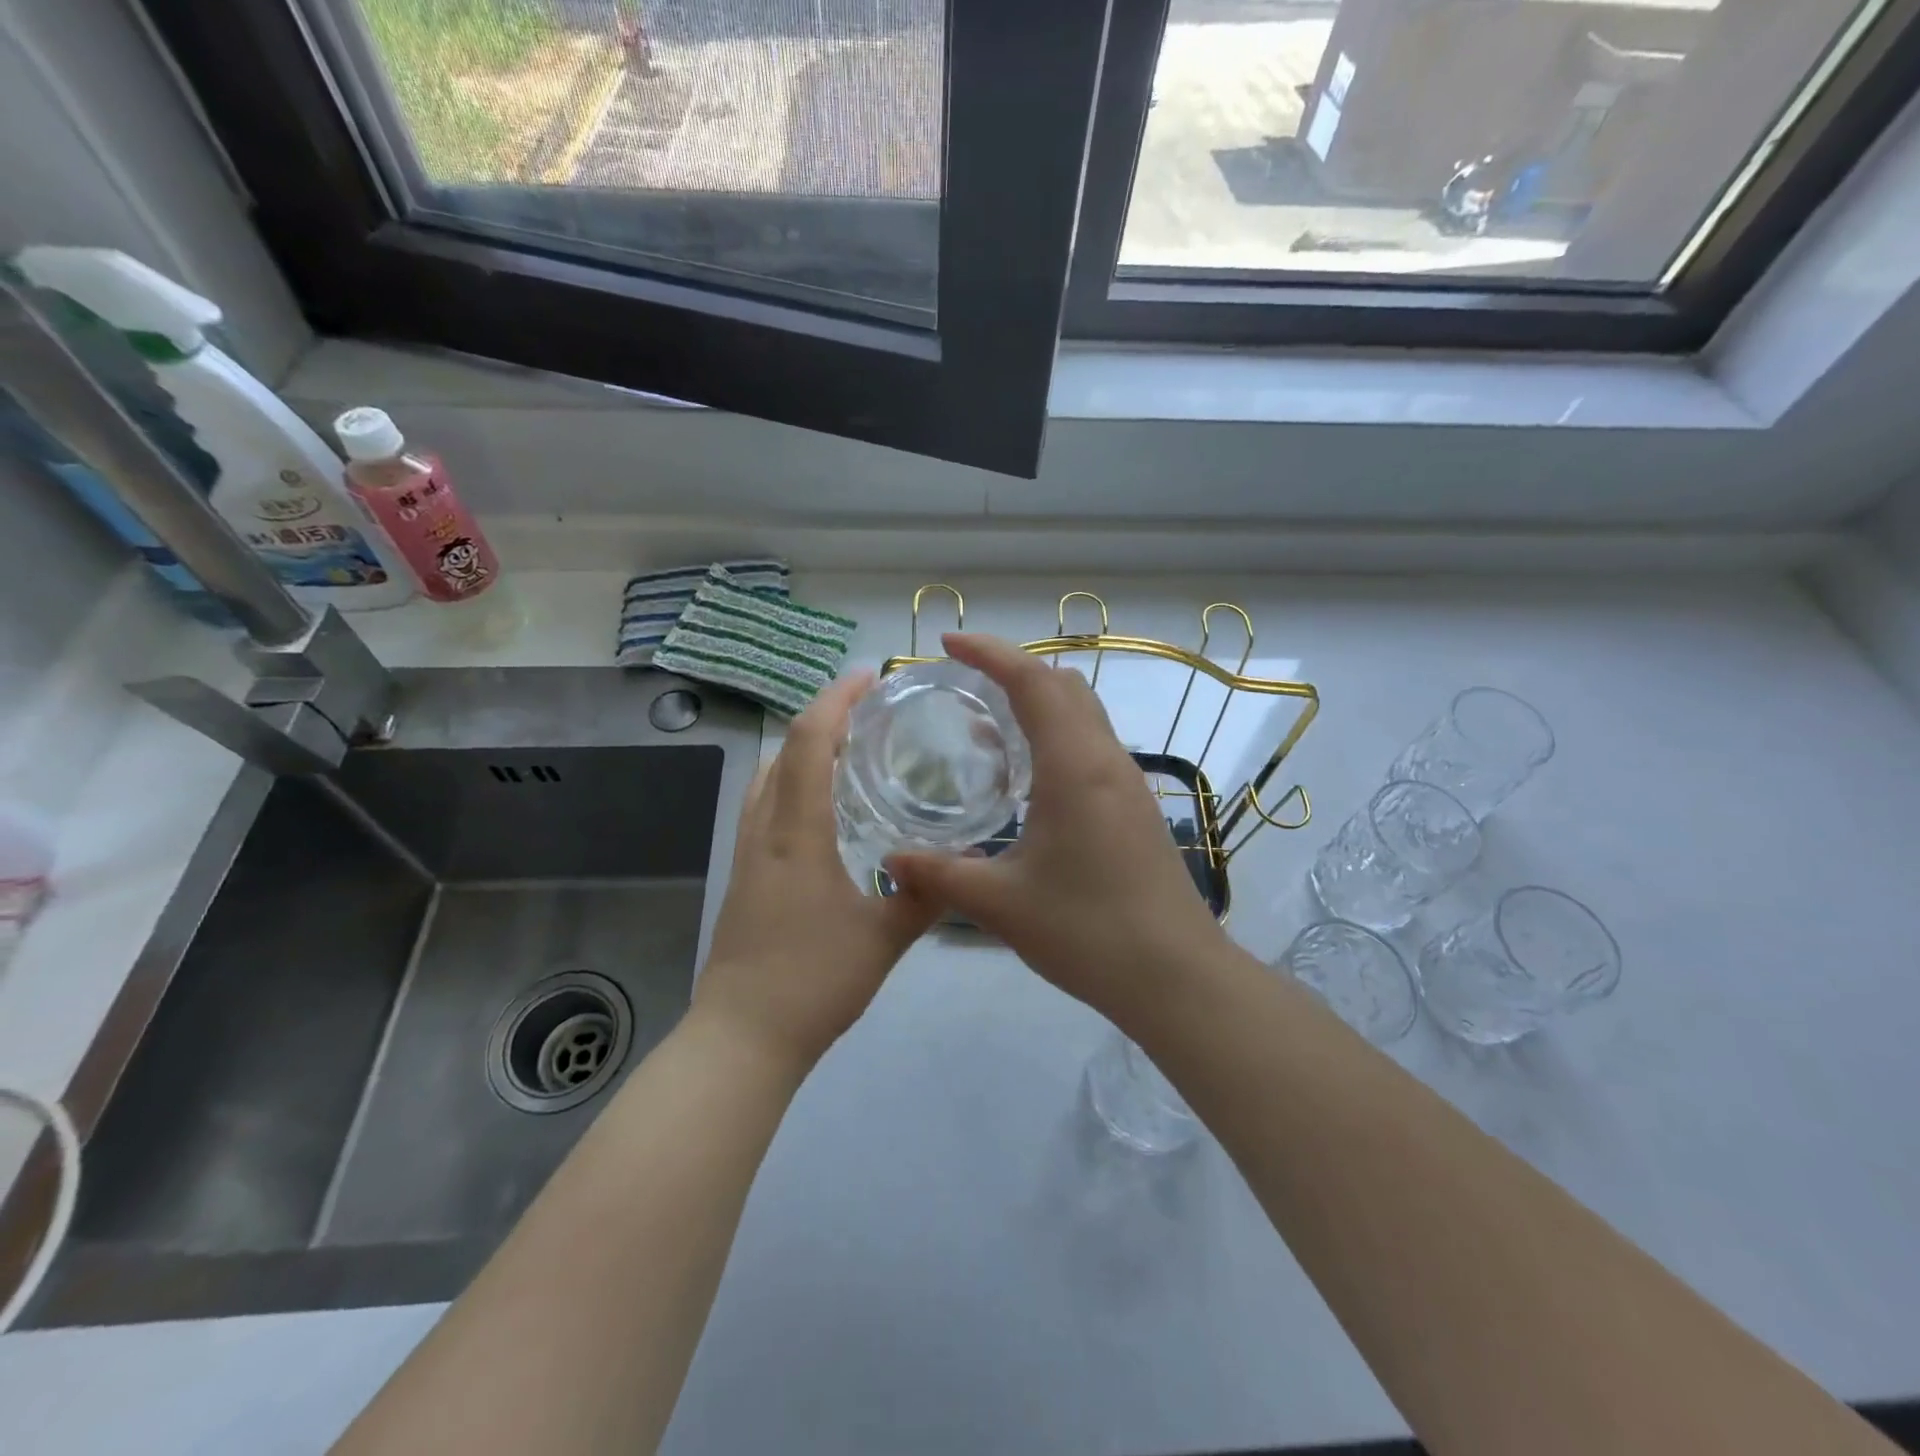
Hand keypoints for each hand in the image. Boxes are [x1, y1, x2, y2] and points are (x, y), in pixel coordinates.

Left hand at [694, 670, 940, 1072]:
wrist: (742, 1036)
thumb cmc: (813, 982)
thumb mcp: (884, 939)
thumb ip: (924, 897)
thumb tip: (962, 865)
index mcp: (797, 833)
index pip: (808, 743)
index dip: (835, 701)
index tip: (867, 678)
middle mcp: (764, 830)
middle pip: (782, 750)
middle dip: (821, 717)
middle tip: (867, 713)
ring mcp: (747, 853)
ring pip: (767, 777)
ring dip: (801, 749)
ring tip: (847, 750)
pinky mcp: (743, 875)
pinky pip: (764, 806)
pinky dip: (790, 782)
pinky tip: (823, 809)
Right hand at [889, 634, 1227, 1022]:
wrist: (1175, 976)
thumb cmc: (1087, 931)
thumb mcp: (1000, 904)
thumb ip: (940, 875)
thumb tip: (891, 860)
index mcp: (1074, 765)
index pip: (1032, 681)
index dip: (989, 652)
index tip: (947, 644)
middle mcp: (1106, 760)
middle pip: (1062, 684)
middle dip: (1012, 668)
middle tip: (963, 681)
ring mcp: (1127, 782)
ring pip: (1082, 713)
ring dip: (1037, 701)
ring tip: (986, 723)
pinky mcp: (1135, 807)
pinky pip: (1091, 745)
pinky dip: (1056, 734)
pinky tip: (1026, 776)